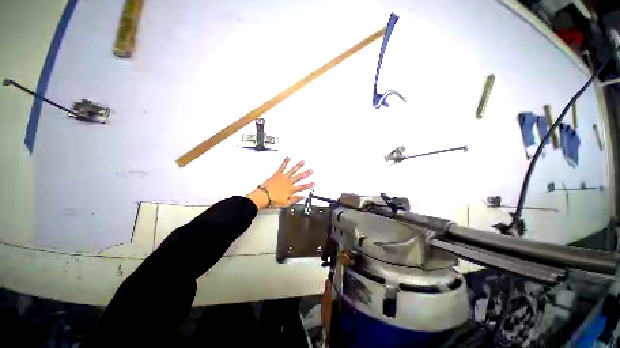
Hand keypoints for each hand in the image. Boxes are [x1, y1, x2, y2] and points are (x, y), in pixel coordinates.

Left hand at [246, 157, 314, 209]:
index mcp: (291, 190)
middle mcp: (288, 182)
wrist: (263, 196)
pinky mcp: (277, 174)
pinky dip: (285, 161)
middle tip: (312, 170)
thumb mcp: (286, 204)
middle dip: (307, 173)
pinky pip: (282, 166)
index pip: (303, 186)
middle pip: (299, 177)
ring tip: (303, 161)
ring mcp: (283, 177)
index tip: (314, 182)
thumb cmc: (273, 201)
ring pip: (293, 170)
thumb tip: (302, 196)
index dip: (309, 185)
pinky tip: (288, 157)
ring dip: (298, 166)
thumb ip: (295, 199)